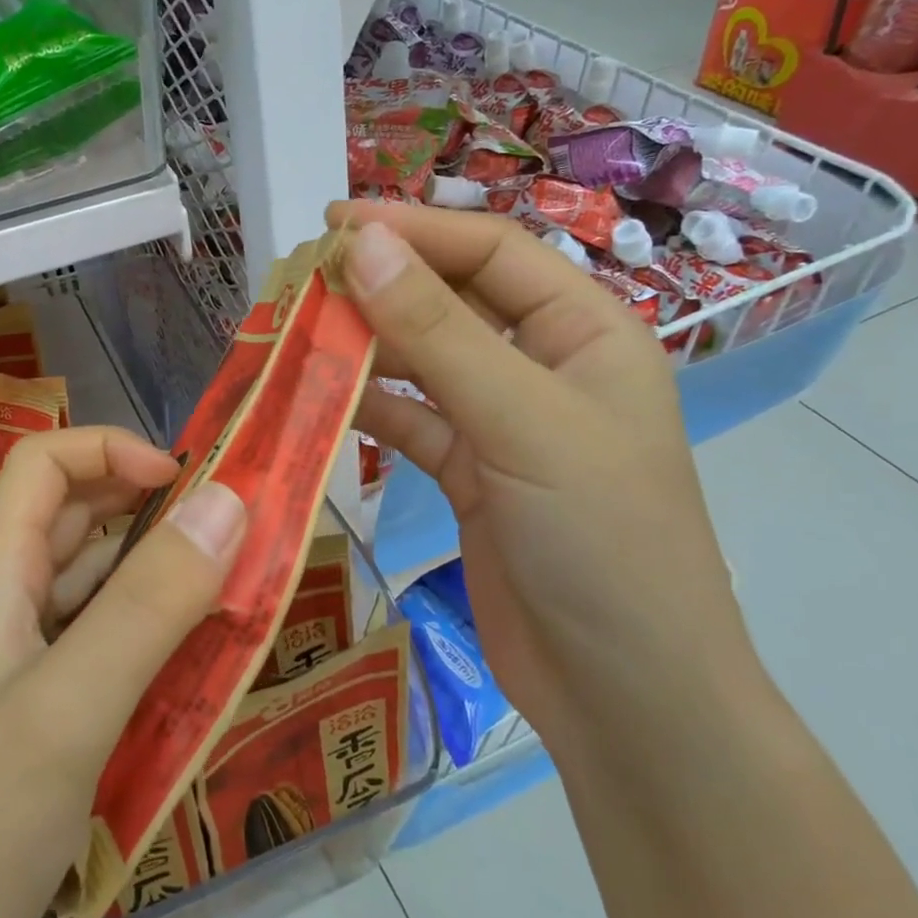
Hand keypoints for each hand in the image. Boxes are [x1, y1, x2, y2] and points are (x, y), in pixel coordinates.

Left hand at [0, 427, 245, 917]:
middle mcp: (4, 602)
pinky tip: (195, 660)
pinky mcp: (39, 706)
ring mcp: (20, 658)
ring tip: (233, 588)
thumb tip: (227, 500)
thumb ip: (149, 604)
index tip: (188, 483)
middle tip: (233, 532)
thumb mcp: (70, 707)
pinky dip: (151, 630)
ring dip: (159, 571)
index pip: (42, 464)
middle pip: (74, 516)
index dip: (111, 449)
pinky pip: (102, 640)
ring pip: (95, 581)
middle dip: (152, 507)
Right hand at [330, 200, 759, 753]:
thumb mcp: (522, 423)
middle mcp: (544, 366)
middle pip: (452, 301)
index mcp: (585, 331)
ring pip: (422, 362)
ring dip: (364, 346)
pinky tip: (317, 398)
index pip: (490, 251)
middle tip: (300, 280)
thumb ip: (437, 333)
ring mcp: (503, 423)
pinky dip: (365, 408)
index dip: (412, 229)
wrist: (622, 693)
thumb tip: (361, 244)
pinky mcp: (469, 475)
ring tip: (295, 333)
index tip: (330, 224)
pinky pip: (409, 421)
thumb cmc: (602, 542)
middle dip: (380, 286)